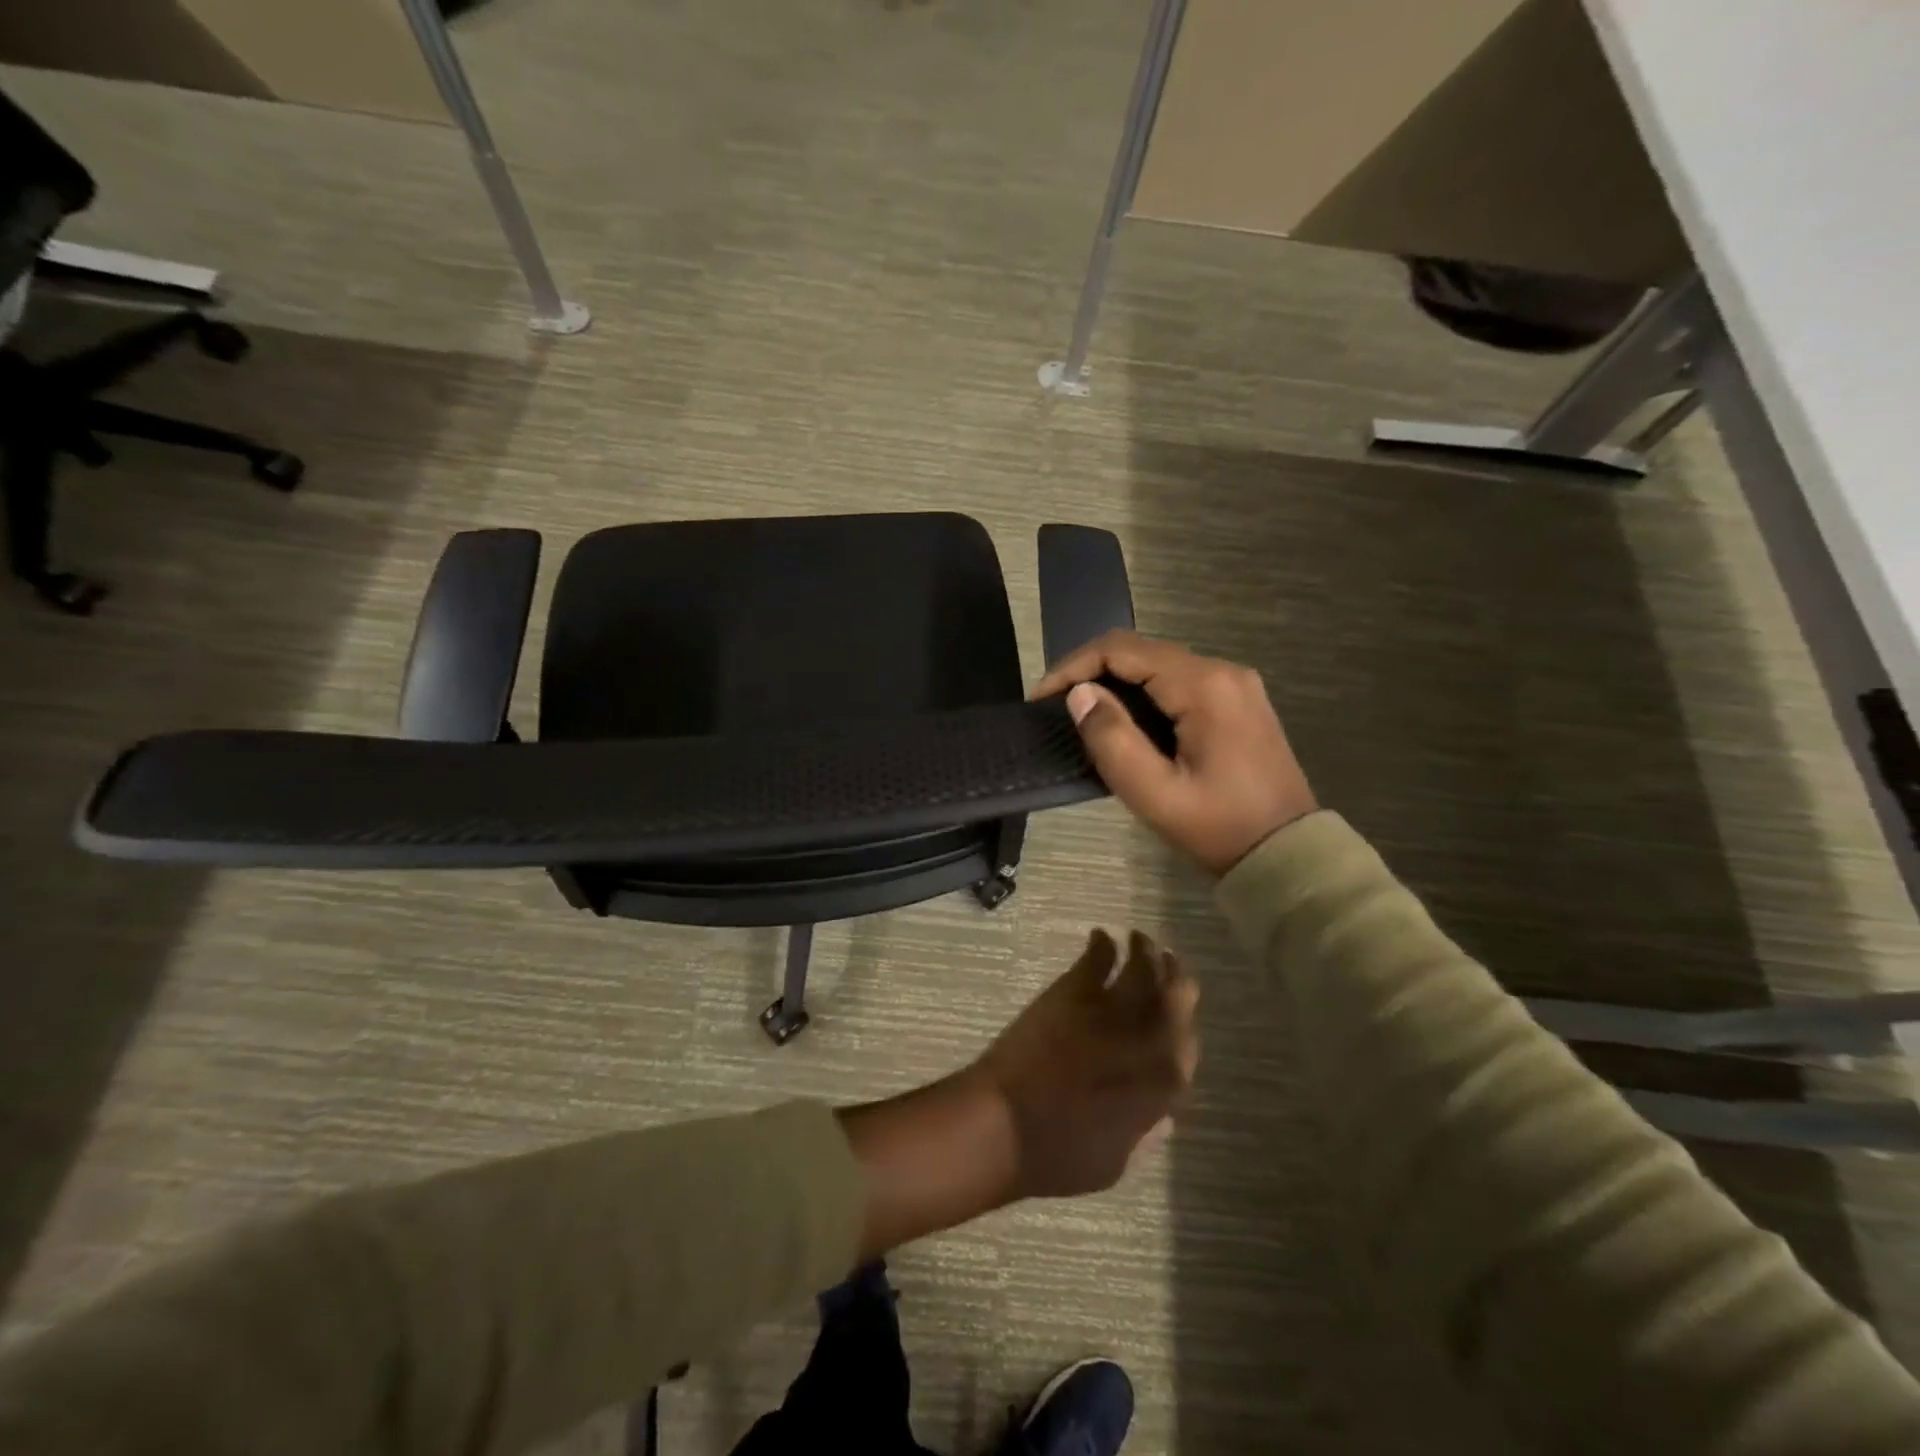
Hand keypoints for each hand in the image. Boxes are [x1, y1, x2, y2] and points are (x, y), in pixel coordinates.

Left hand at [972, 928, 1198, 1198]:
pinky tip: (1102, 936)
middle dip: (1178, 980)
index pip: (1188, 1050)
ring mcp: (1111, 1011)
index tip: (1178, 1021)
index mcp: (1161, 1088)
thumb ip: (1145, 1135)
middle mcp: (1147, 1042)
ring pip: (1143, 969)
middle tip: (1171, 966)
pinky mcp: (1075, 991)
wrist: (1005, 1125)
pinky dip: (1103, 944)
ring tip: (1142, 940)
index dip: (1185, 1031)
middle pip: (1177, 999)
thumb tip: (1164, 1116)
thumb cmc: (1060, 1156)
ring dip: (1146, 951)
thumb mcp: (1116, 1163)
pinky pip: (1097, 958)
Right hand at [1033, 632, 1318, 875]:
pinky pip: (1177, 682)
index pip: (1122, 650)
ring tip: (1081, 715)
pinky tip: (1123, 721)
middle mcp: (1222, 671)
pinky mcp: (1237, 702)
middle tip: (1055, 708)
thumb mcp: (1155, 793)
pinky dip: (1142, 694)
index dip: (1073, 667)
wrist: (1287, 855)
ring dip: (1115, 683)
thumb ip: (1112, 739)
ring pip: (1158, 666)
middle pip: (1140, 651)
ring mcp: (1234, 684)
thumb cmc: (1219, 827)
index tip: (1040, 699)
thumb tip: (1080, 694)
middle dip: (1091, 672)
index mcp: (1204, 685)